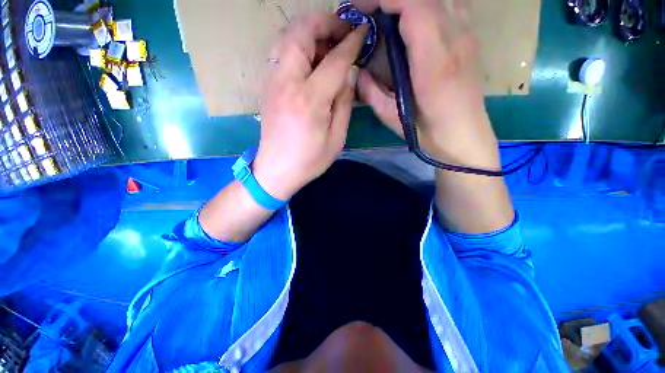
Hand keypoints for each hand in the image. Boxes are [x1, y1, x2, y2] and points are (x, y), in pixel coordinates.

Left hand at [253, 14, 367, 200]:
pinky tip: (311, 59)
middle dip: (326, 23)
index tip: (363, 32)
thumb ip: (344, 103)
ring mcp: (272, 82)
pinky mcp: (267, 86)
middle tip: (344, 31)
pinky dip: (298, 44)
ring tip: (328, 42)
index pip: (334, 60)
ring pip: (287, 37)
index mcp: (309, 100)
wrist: (276, 170)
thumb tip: (348, 75)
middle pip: (302, 33)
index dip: (351, 43)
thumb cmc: (309, 160)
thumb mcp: (336, 138)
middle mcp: (287, 83)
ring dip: (310, 31)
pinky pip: (281, 52)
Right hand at [354, 0, 500, 169]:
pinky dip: (429, 5)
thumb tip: (358, 72)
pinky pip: (451, 4)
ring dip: (411, 1)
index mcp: (434, 63)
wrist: (463, 136)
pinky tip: (415, 19)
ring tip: (389, 13)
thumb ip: (371, 93)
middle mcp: (456, 40)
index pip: (413, 7)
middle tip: (370, 9)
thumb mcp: (391, 118)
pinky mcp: (470, 38)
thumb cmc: (426, 132)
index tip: (361, 9)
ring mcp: (467, 35)